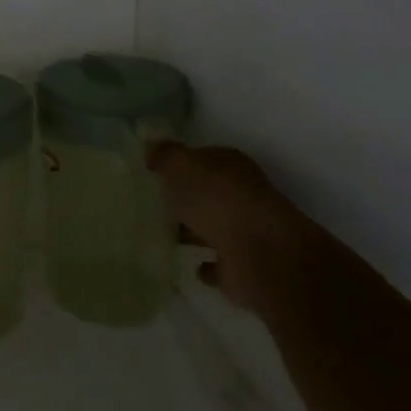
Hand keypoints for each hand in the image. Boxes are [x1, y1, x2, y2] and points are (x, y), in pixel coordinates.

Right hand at [150, 143, 316, 308]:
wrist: (260, 255)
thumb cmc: (218, 200)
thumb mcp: (182, 166)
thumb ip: (165, 155)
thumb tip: (150, 144)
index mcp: (230, 166)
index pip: (203, 158)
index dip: (179, 164)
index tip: (153, 172)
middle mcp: (241, 195)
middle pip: (207, 194)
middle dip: (184, 199)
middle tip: (150, 203)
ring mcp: (244, 232)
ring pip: (212, 227)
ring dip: (193, 231)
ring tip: (159, 234)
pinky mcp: (242, 266)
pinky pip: (217, 263)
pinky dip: (205, 265)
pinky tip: (186, 265)